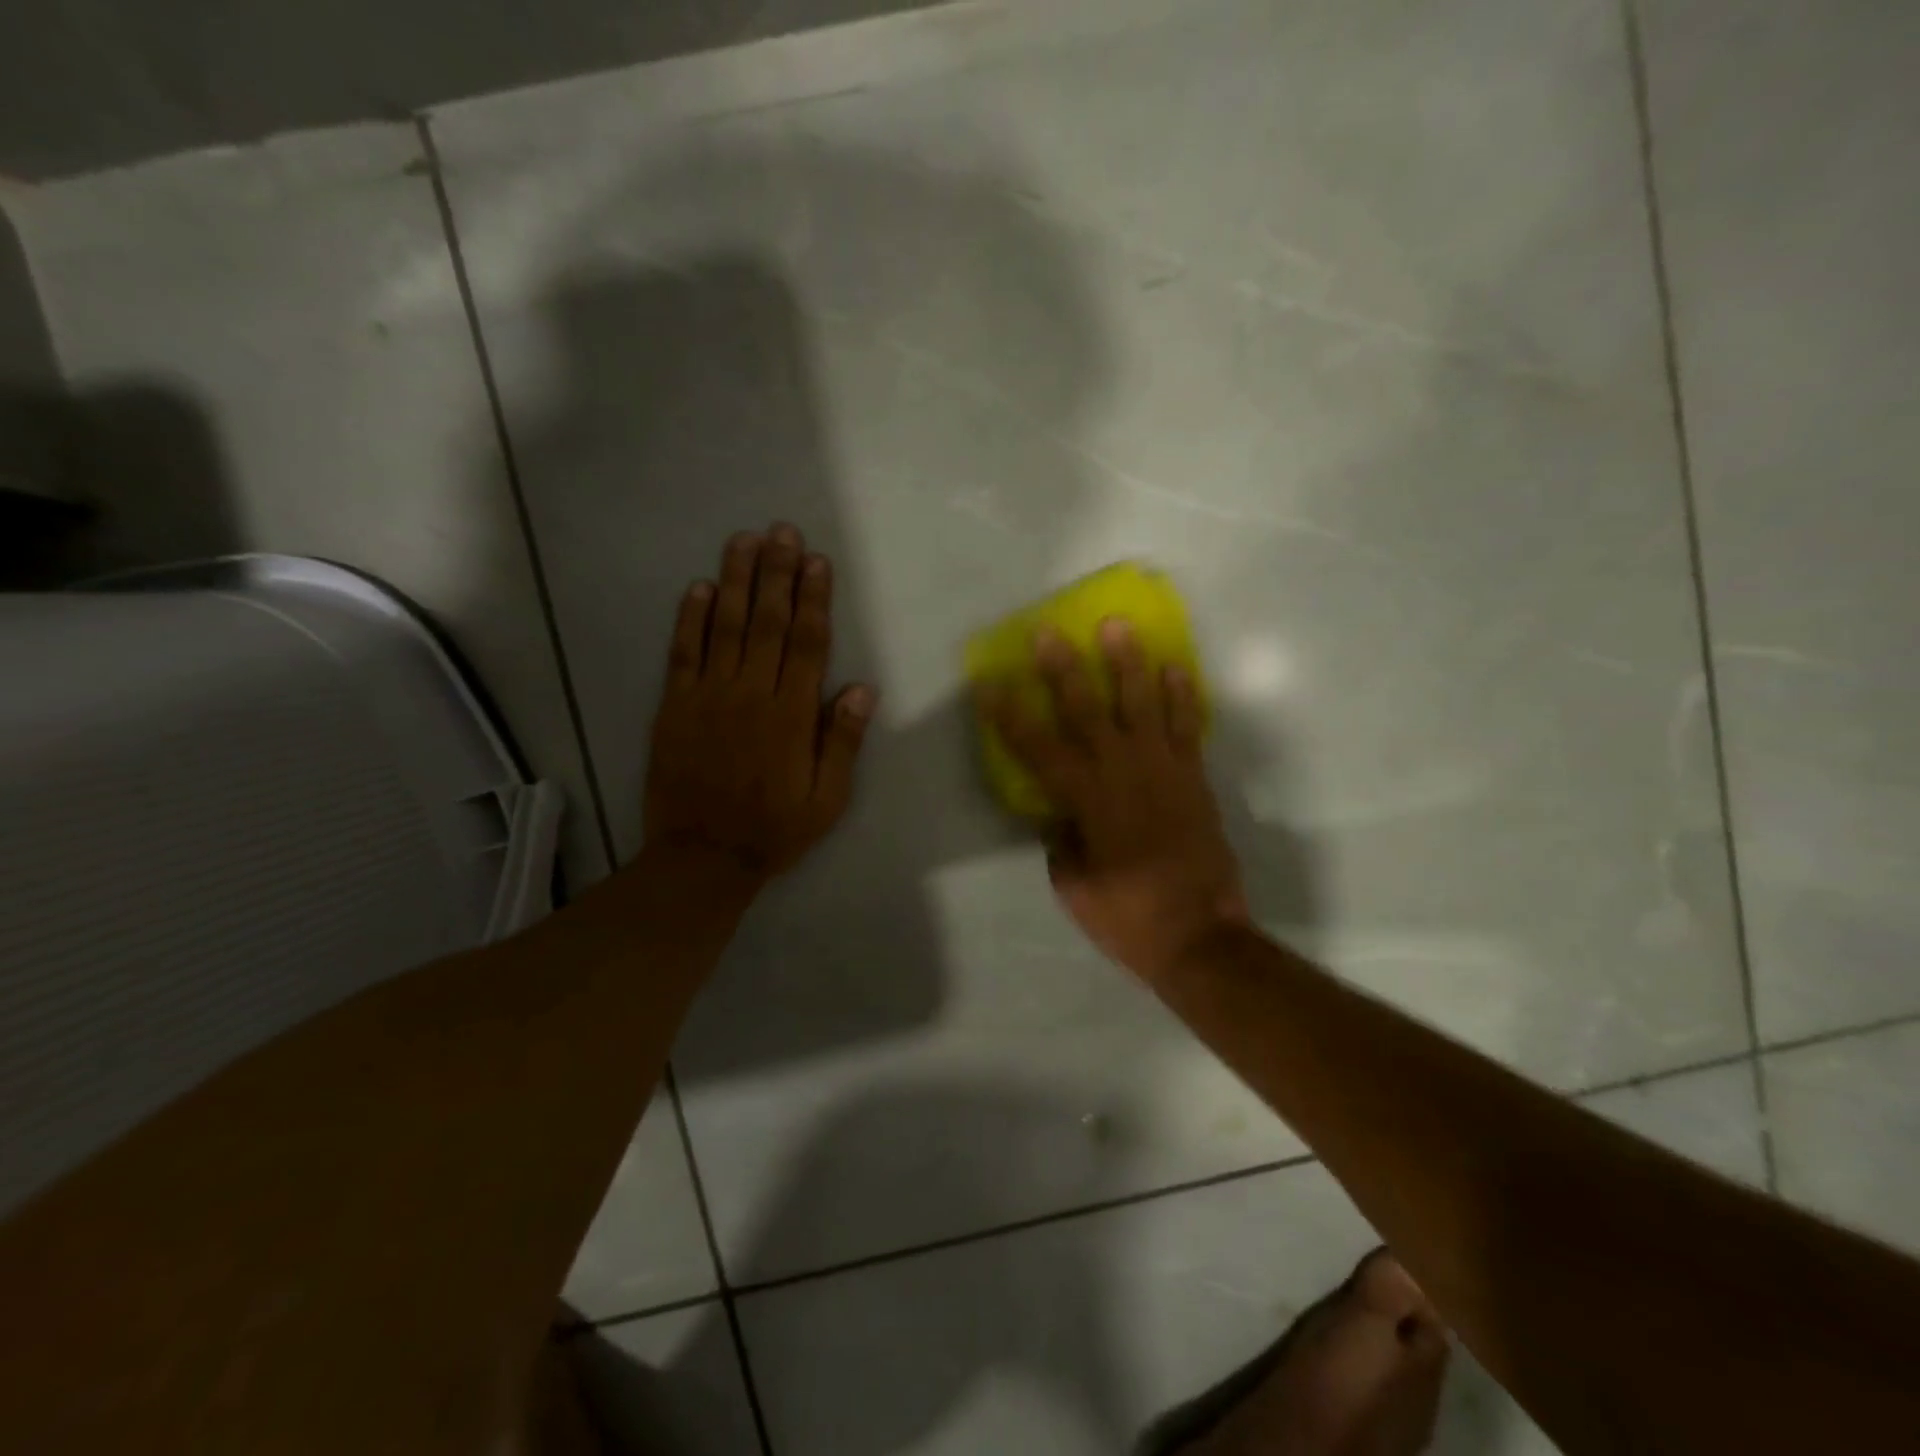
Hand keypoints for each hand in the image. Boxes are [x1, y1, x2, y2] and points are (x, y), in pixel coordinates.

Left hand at [643, 524, 875, 884]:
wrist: (703, 857)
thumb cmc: (774, 829)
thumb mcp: (827, 798)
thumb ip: (842, 741)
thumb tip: (861, 689)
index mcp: (791, 714)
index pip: (807, 644)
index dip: (814, 599)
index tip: (817, 561)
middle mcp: (752, 693)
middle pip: (767, 622)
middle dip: (777, 573)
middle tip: (782, 531)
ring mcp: (709, 696)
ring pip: (724, 626)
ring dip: (735, 581)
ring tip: (743, 541)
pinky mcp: (675, 706)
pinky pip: (683, 653)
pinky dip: (688, 619)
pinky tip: (696, 588)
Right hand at [983, 620, 1246, 981]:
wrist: (1200, 934)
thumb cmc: (1126, 916)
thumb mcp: (1073, 884)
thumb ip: (1061, 840)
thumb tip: (1058, 814)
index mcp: (1085, 799)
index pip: (1036, 747)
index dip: (1009, 714)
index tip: (989, 684)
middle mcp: (1122, 771)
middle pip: (1087, 709)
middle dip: (1064, 669)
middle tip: (1050, 632)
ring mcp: (1163, 768)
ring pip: (1142, 702)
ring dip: (1128, 662)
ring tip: (1119, 626)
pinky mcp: (1194, 776)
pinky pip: (1187, 725)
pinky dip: (1181, 695)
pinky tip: (1174, 668)